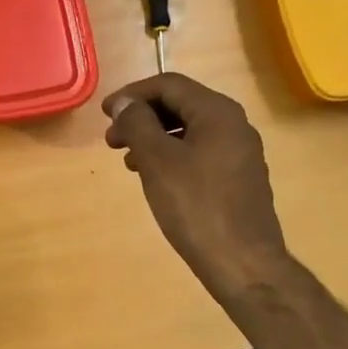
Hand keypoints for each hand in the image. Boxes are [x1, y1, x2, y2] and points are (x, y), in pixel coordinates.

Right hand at [102, 74, 293, 302]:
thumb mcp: (157, 161)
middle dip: (141, 117)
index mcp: (217, 112)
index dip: (132, 94)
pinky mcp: (238, 178)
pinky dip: (171, 156)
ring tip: (127, 161)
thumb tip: (124, 102)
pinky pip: (199, 152)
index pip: (169, 85)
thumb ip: (137, 124)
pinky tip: (154, 178)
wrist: (242, 262)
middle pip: (180, 105)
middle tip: (111, 140)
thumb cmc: (196, 206)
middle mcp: (234, 124)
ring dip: (153, 139)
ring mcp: (239, 153)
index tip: (105, 113)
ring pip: (188, 131)